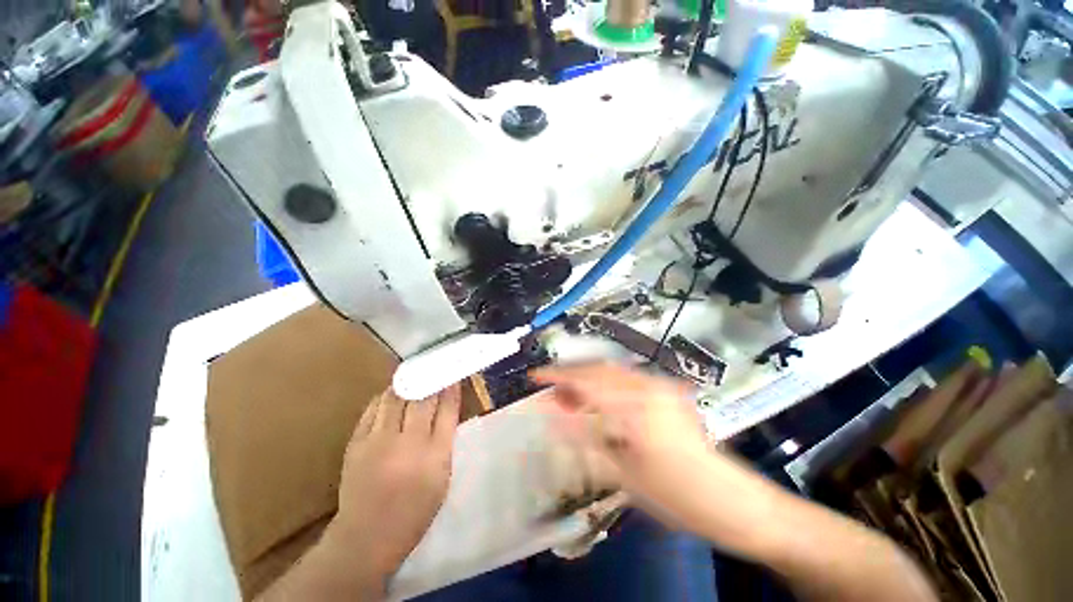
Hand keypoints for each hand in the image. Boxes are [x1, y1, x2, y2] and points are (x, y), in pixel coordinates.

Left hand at [328, 385, 460, 580]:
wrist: (366, 537)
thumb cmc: (414, 512)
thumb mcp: (442, 478)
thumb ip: (445, 441)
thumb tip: (446, 409)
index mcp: (435, 455)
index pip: (447, 409)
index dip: (451, 388)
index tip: (453, 374)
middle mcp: (408, 443)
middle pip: (422, 398)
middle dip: (431, 378)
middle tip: (435, 366)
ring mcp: (378, 442)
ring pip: (395, 397)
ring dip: (406, 383)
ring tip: (413, 375)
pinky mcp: (356, 444)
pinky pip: (373, 409)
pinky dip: (385, 397)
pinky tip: (391, 394)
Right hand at [530, 364, 753, 533]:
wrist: (729, 500)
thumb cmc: (674, 497)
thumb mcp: (622, 472)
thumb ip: (583, 436)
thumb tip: (550, 412)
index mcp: (637, 408)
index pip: (586, 381)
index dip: (557, 376)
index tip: (534, 377)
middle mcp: (649, 387)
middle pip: (598, 369)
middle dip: (570, 376)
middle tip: (551, 391)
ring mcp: (661, 385)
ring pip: (612, 371)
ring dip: (587, 379)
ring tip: (570, 396)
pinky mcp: (667, 389)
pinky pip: (627, 378)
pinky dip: (606, 384)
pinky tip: (598, 400)